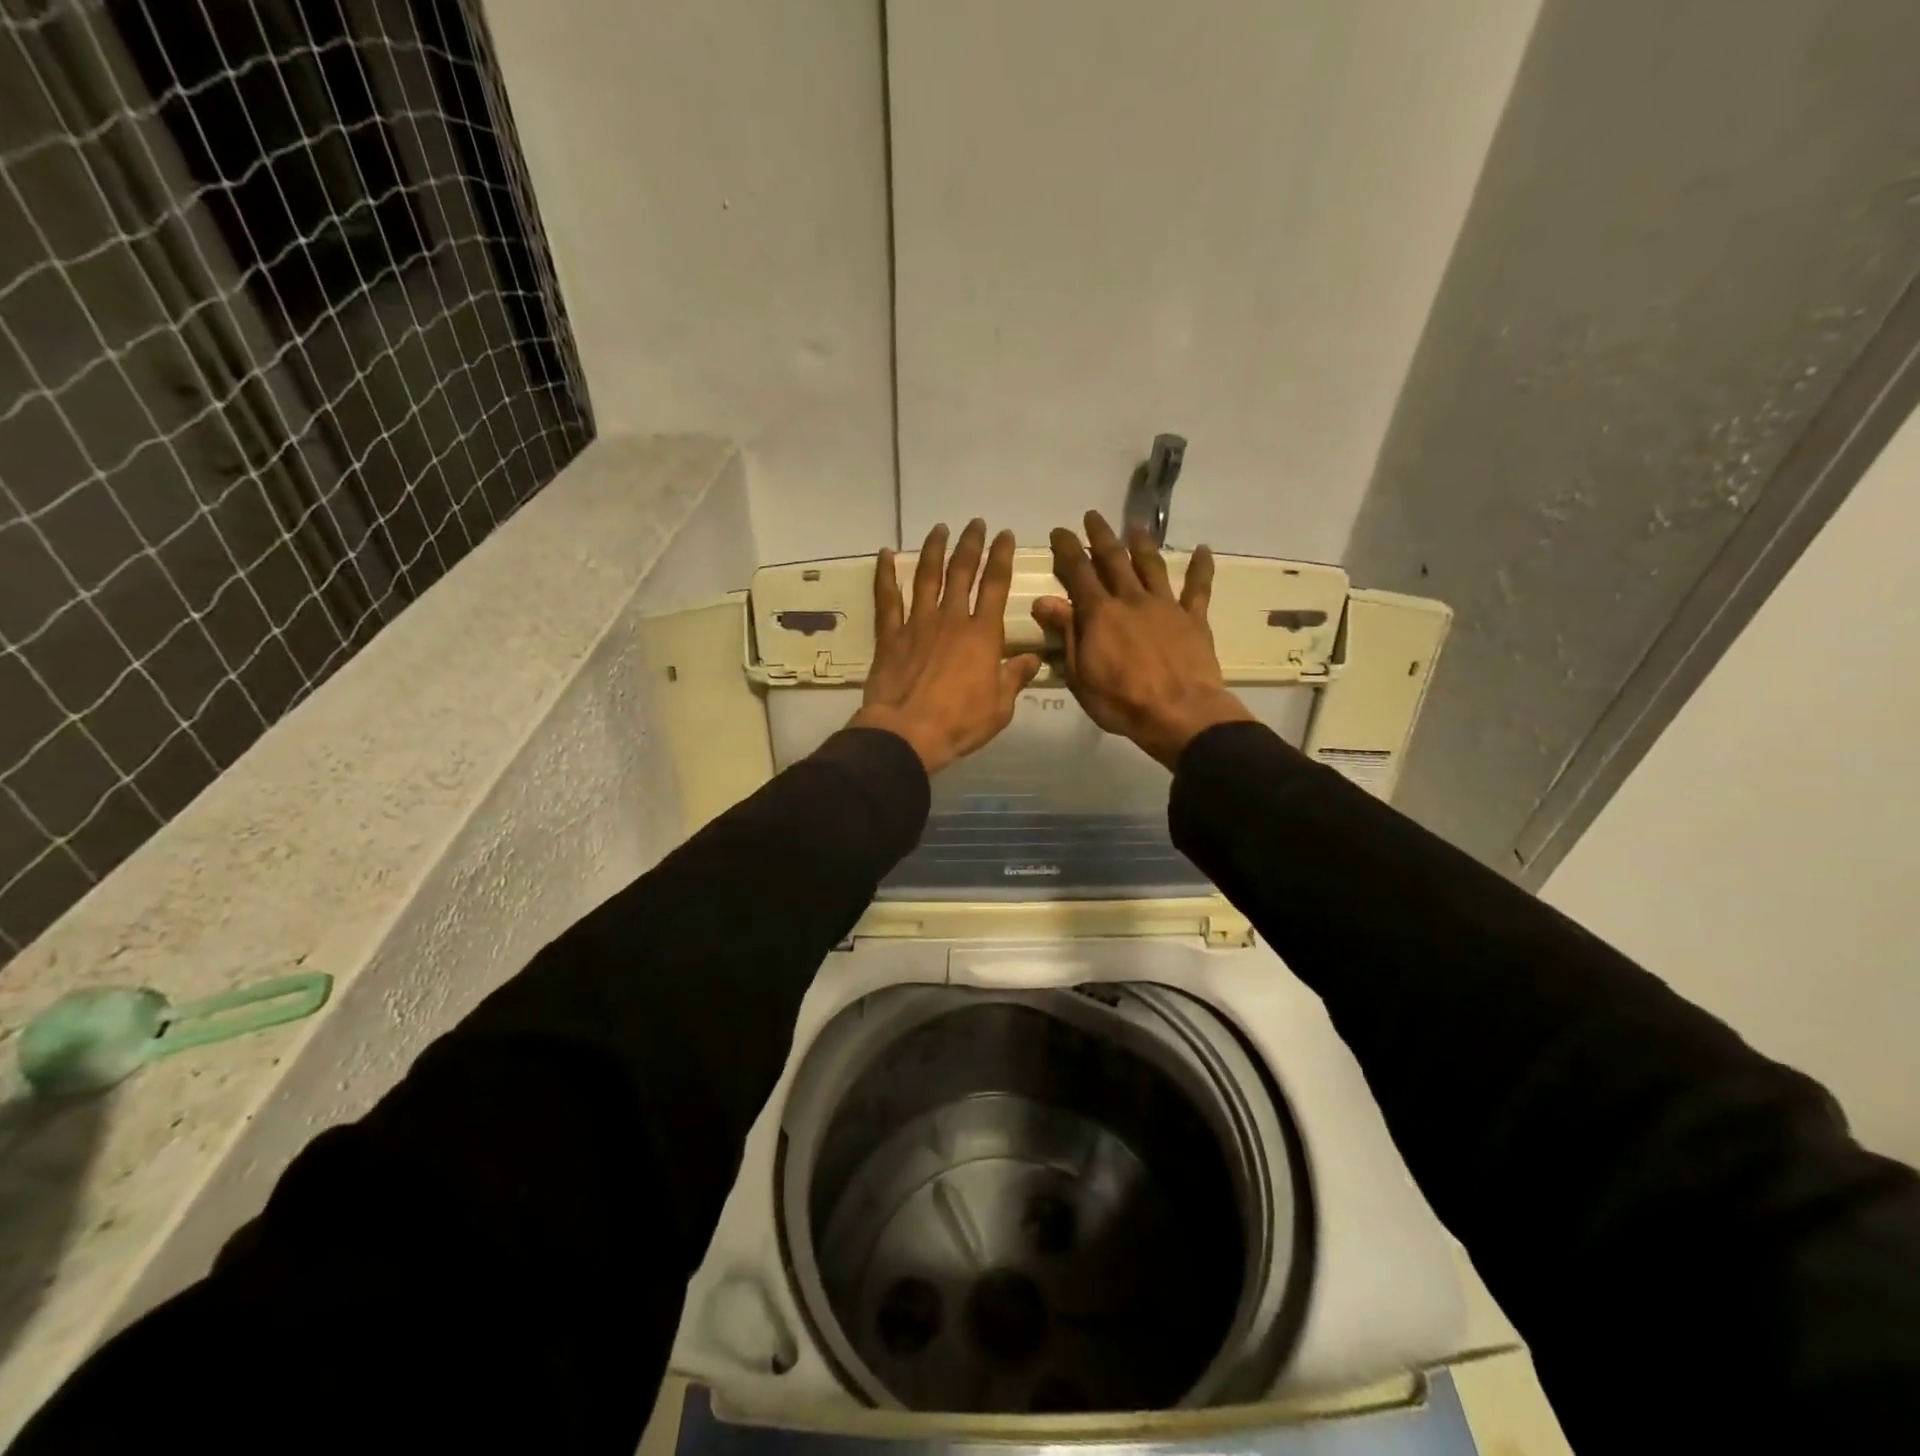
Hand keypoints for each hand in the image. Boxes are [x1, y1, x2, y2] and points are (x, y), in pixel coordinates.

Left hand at [850, 519, 1042, 774]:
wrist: (908, 732)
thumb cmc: (960, 722)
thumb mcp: (1000, 706)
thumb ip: (1014, 678)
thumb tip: (1032, 660)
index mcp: (982, 635)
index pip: (995, 585)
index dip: (1001, 557)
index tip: (1004, 535)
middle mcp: (951, 619)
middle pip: (962, 572)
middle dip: (970, 544)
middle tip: (975, 524)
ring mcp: (917, 624)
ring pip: (927, 577)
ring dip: (934, 550)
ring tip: (939, 529)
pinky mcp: (890, 636)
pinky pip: (887, 599)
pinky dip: (885, 574)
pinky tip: (886, 554)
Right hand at [1032, 511, 1254, 768]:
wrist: (1179, 713)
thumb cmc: (1120, 701)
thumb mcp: (1080, 674)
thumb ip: (1066, 633)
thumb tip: (1044, 601)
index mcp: (1100, 613)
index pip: (1078, 571)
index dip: (1067, 549)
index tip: (1059, 531)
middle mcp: (1131, 599)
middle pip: (1114, 559)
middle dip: (1101, 535)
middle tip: (1092, 516)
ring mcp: (1165, 605)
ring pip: (1152, 565)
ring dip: (1142, 544)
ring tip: (1136, 527)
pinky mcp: (1193, 618)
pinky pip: (1198, 588)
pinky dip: (1201, 567)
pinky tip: (1204, 550)